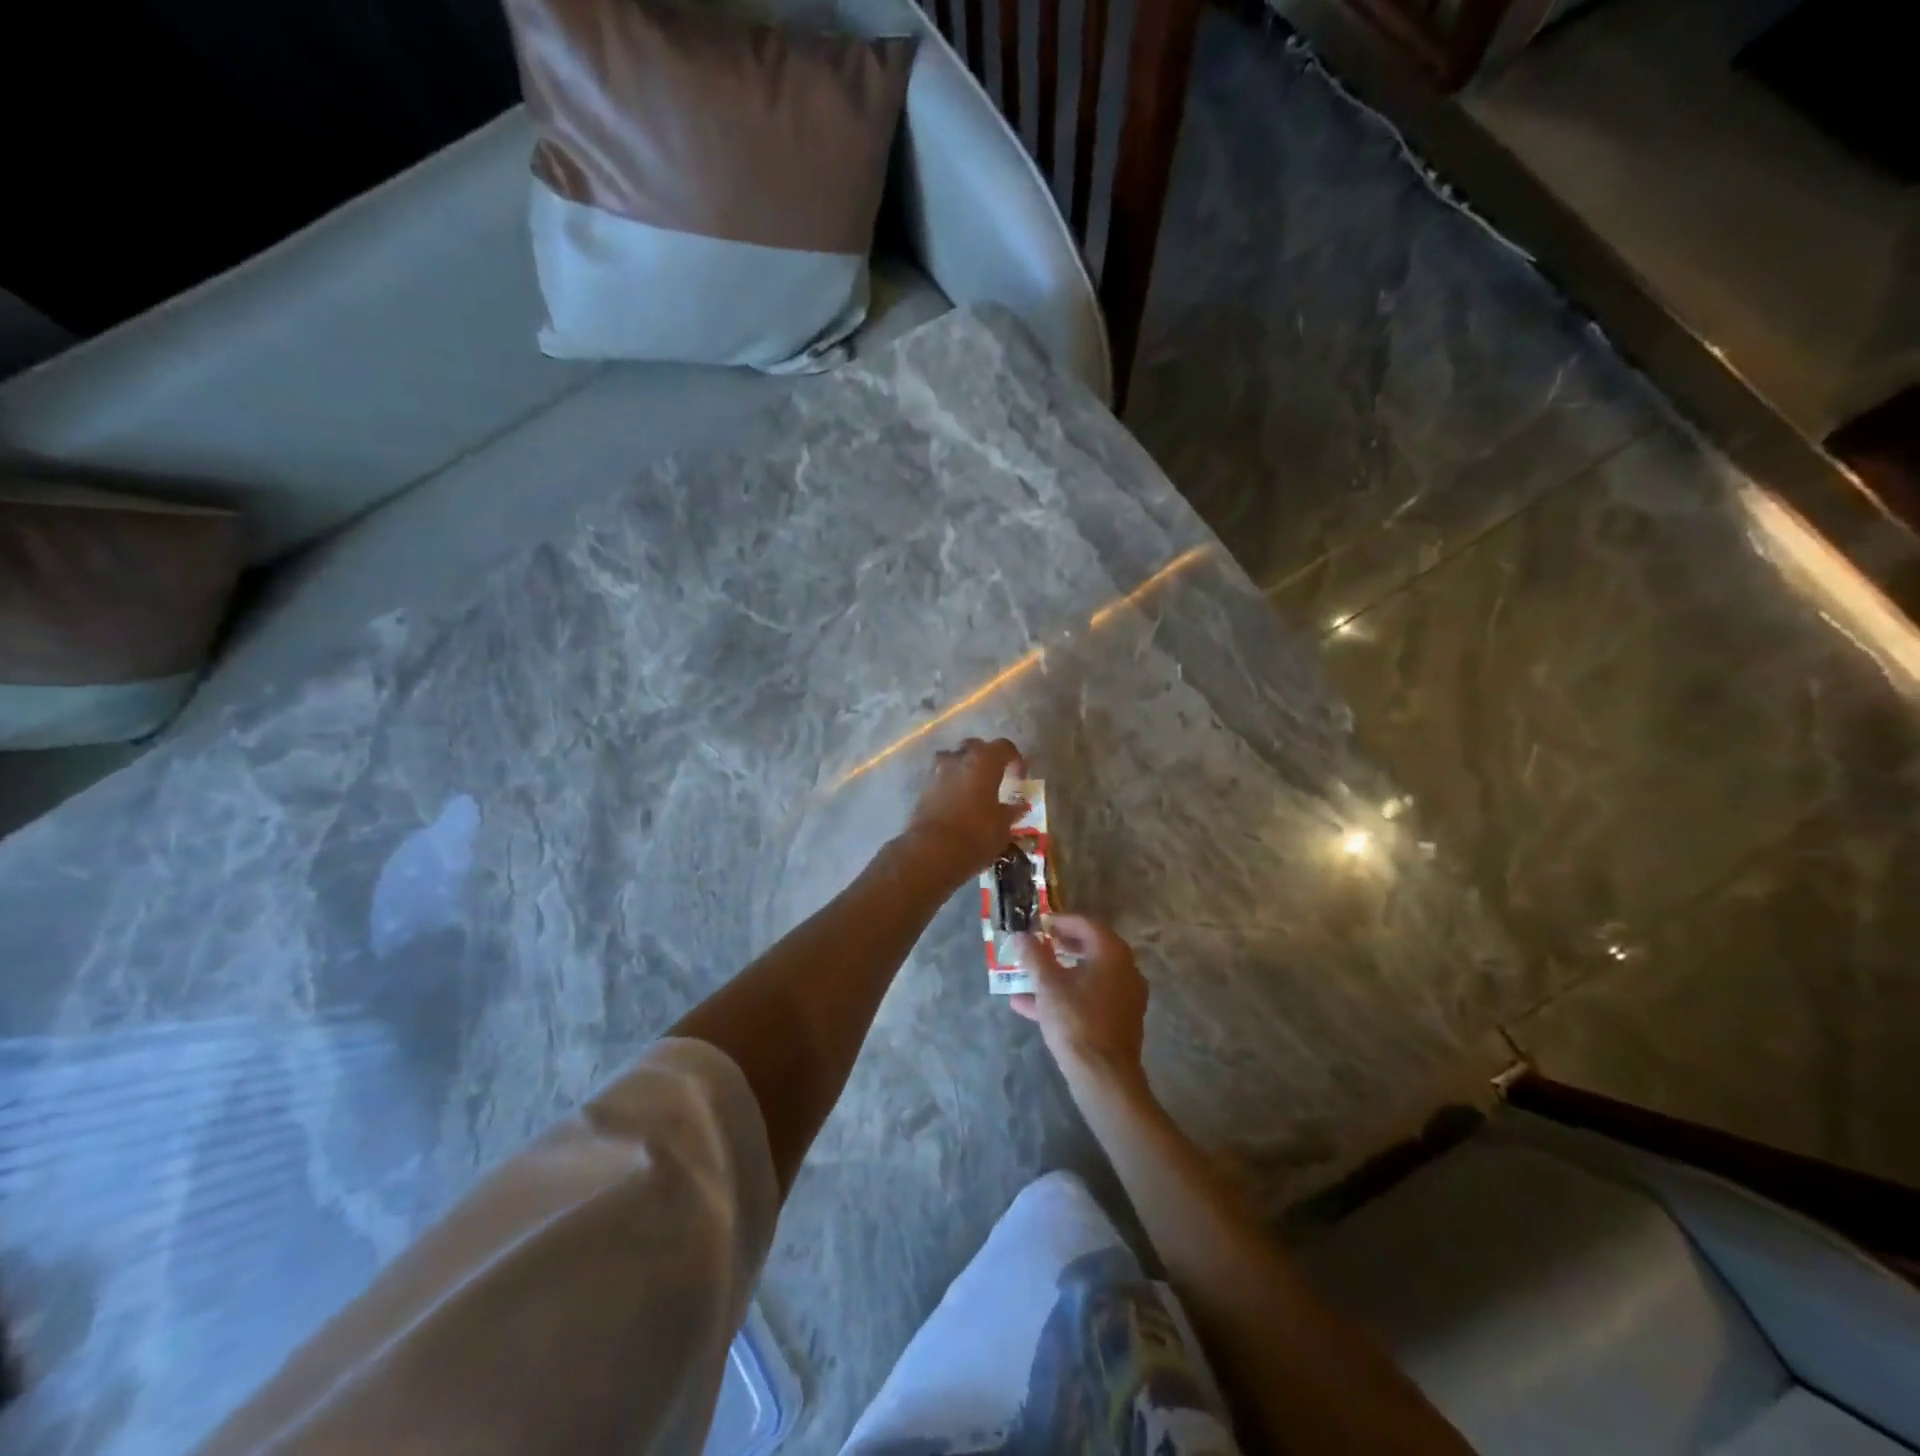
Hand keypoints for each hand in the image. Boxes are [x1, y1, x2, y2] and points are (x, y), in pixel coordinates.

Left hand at [900, 737, 1025, 882]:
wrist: (932, 851)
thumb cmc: (976, 834)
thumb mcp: (1002, 826)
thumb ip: (1011, 811)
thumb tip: (1018, 806)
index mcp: (984, 761)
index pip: (1004, 747)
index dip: (1015, 759)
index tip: (1020, 778)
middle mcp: (959, 759)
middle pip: (975, 747)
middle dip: (986, 758)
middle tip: (995, 778)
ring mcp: (937, 772)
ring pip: (953, 759)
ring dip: (964, 768)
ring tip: (973, 788)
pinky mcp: (922, 789)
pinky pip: (940, 779)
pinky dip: (950, 785)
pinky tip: (957, 803)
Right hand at [1008, 915, 1148, 1095]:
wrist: (1103, 1077)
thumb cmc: (1076, 1021)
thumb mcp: (1048, 985)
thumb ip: (1034, 956)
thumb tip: (1022, 935)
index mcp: (1112, 954)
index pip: (1086, 924)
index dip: (1060, 921)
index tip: (1039, 923)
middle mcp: (1125, 970)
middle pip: (1090, 948)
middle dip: (1060, 946)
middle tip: (1038, 944)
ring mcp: (1125, 997)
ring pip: (1088, 976)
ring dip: (1058, 973)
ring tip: (1028, 975)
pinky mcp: (1119, 1020)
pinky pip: (1090, 998)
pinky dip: (1066, 996)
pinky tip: (1030, 1006)